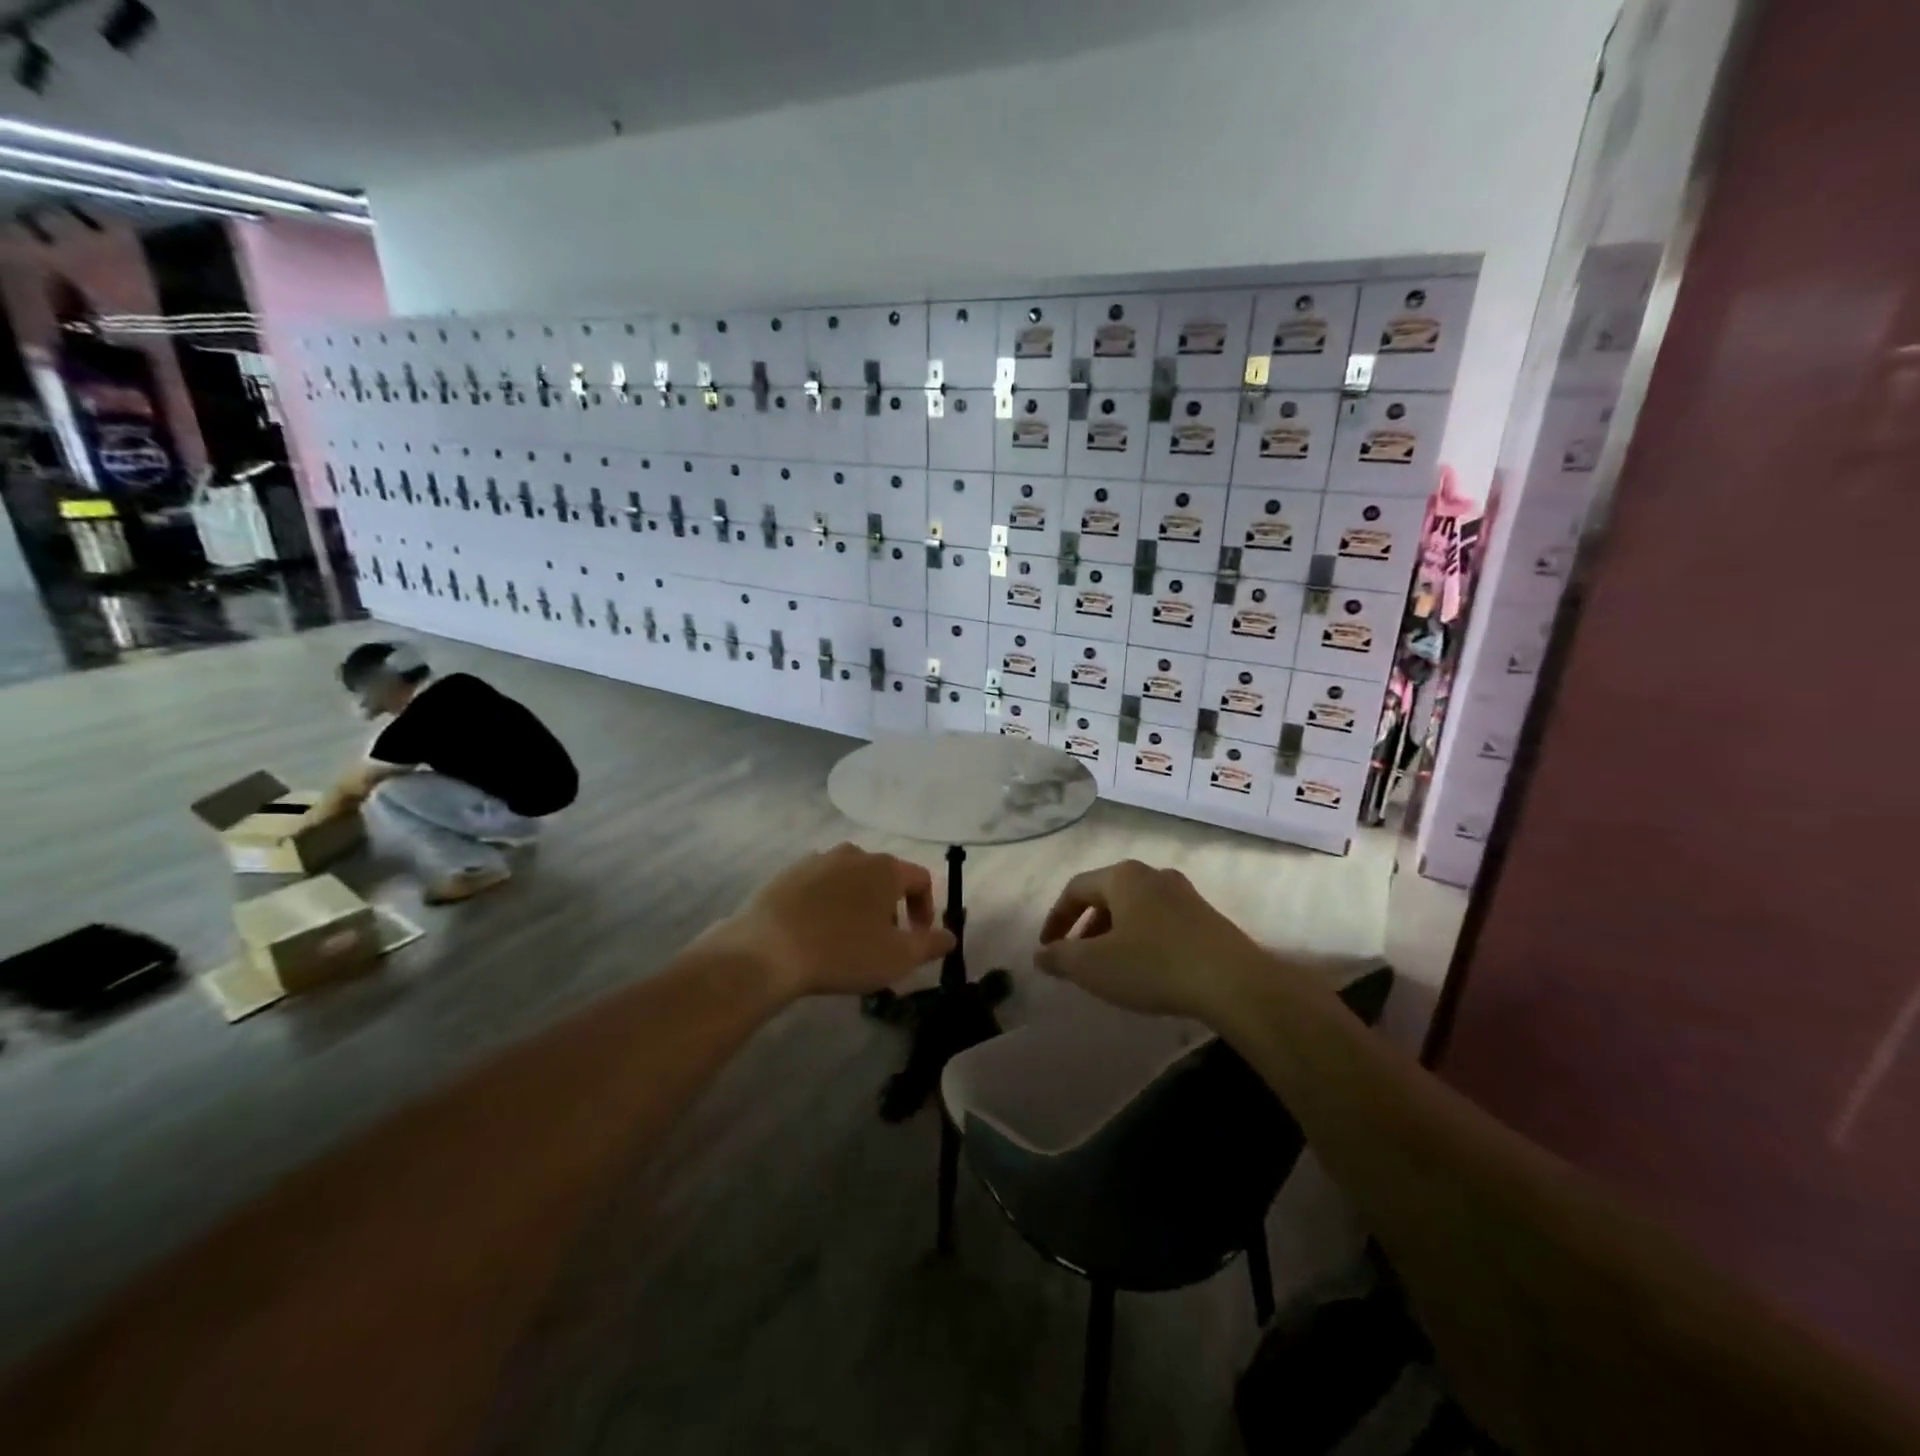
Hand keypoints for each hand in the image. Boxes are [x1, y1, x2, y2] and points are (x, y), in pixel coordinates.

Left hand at [703, 844, 956, 1001]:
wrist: (767, 949)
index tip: (918, 938)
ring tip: (848, 937)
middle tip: (883, 941)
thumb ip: (930, 944)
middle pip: (884, 876)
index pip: (920, 879)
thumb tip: (950, 936)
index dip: (926, 909)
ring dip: (858, 903)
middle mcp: (854, 853)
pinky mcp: (787, 872)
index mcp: (885, 868)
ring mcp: (817, 859)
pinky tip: (817, 931)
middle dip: (891, 907)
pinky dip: (827, 903)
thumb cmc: (843, 952)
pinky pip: (820, 885)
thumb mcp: (898, 958)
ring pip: (850, 879)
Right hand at [1036, 860, 1263, 1020]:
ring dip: (1114, 934)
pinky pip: (1160, 922)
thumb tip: (1040, 954)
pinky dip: (1141, 939)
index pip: (1075, 889)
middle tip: (1076, 958)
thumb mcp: (1094, 966)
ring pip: (1135, 909)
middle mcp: (1153, 874)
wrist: (1232, 982)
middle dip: (1085, 927)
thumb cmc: (1153, 965)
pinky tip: (1145, 969)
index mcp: (1122, 876)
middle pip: (1106, 896)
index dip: (1055, 918)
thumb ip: (1060, 957)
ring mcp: (1184, 894)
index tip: (1046, 948)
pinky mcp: (1207, 917)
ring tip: (1109, 966)